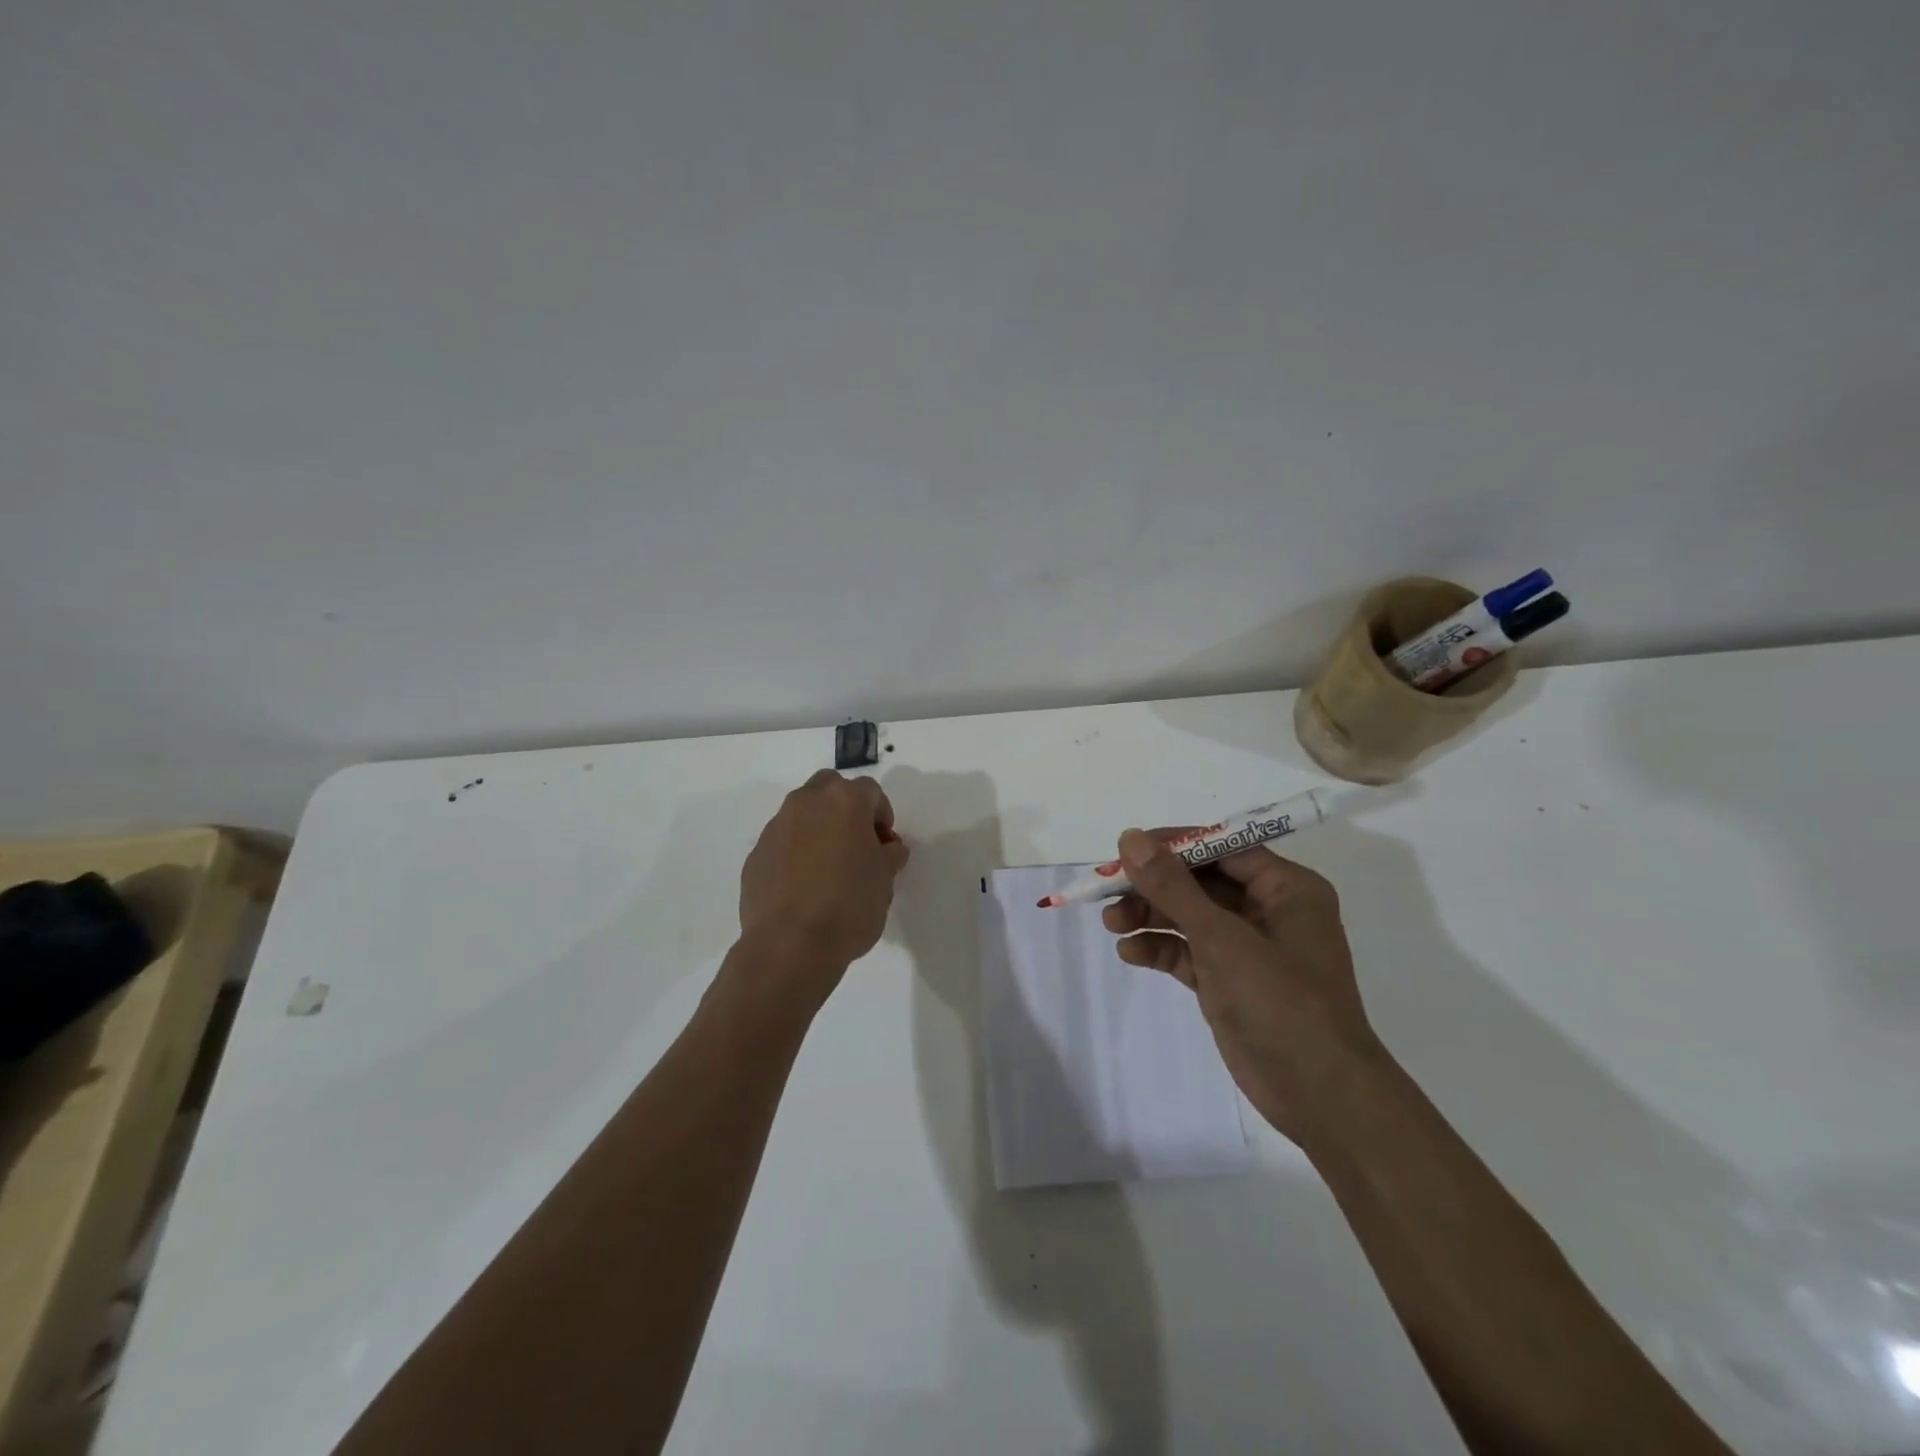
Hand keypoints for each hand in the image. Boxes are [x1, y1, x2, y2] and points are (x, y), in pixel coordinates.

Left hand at [737, 771, 909, 993]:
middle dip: (845, 808)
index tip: (885, 845)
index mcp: (844, 802)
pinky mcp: (756, 853)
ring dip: (818, 828)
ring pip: (802, 812)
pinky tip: (803, 886)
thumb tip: (888, 849)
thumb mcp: (885, 881)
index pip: (870, 792)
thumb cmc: (849, 906)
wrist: (790, 945)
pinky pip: (783, 841)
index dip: (882, 815)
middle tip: (856, 843)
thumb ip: (889, 855)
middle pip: (830, 788)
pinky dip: (795, 852)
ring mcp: (776, 827)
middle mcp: (806, 803)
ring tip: (828, 867)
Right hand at [1101, 827, 1384, 1143]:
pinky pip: (1189, 952)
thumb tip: (1130, 838)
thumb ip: (1173, 887)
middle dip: (1153, 886)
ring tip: (1110, 924)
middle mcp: (1268, 910)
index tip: (1125, 850)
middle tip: (1107, 890)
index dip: (1171, 846)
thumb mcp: (1221, 938)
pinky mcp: (1230, 981)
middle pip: (1199, 882)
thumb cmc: (1281, 1003)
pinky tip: (1130, 954)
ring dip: (1150, 917)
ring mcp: (1248, 948)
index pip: (1221, 848)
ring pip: (1189, 917)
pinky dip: (1160, 949)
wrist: (1320, 1098)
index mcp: (1285, 887)